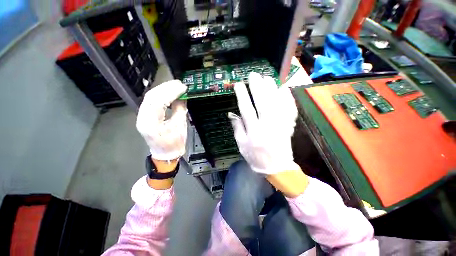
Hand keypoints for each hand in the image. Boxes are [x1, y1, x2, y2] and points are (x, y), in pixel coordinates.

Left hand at [136, 80, 187, 161]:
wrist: (166, 154)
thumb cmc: (175, 144)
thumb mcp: (180, 126)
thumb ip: (180, 109)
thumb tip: (182, 96)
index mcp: (151, 123)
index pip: (159, 101)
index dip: (171, 92)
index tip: (183, 87)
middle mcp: (142, 118)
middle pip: (151, 96)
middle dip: (166, 87)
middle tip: (179, 83)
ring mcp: (141, 116)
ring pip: (150, 97)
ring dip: (163, 89)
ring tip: (175, 85)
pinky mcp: (144, 116)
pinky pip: (151, 101)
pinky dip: (161, 95)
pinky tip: (169, 92)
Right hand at [228, 72, 299, 174]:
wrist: (277, 167)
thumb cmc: (256, 157)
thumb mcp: (242, 145)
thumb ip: (237, 129)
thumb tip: (231, 114)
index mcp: (254, 131)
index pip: (246, 108)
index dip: (242, 95)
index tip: (239, 84)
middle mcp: (267, 125)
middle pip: (262, 102)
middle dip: (257, 86)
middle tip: (253, 75)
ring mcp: (280, 124)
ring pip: (276, 102)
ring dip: (271, 88)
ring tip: (266, 78)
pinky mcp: (288, 125)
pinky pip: (289, 109)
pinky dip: (287, 98)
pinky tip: (283, 88)